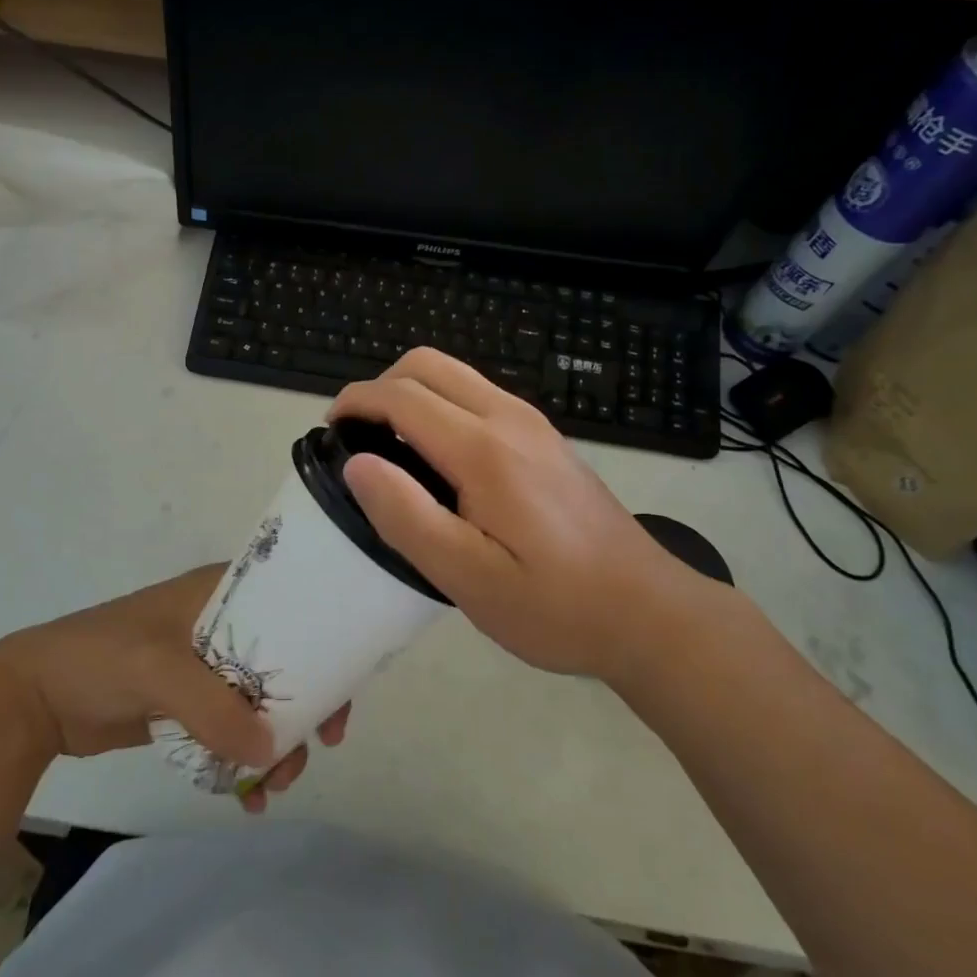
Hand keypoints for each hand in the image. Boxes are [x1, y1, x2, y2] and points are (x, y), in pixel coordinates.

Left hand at [0, 564, 348, 810]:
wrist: (36, 698)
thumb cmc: (100, 657)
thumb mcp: (157, 669)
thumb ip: (212, 707)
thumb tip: (270, 750)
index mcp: (220, 593)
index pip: (289, 607)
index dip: (322, 643)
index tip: (341, 691)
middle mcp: (222, 625)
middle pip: (284, 661)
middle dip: (304, 706)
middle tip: (318, 748)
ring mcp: (206, 668)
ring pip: (262, 702)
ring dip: (276, 743)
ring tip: (273, 787)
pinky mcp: (190, 705)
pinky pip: (233, 730)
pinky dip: (247, 760)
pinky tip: (249, 798)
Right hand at [328, 349, 730, 683]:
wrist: (648, 611)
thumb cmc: (555, 605)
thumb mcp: (469, 579)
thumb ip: (407, 516)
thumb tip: (358, 463)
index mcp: (484, 450)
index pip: (403, 396)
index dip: (356, 401)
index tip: (329, 429)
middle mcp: (509, 418)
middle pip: (428, 364)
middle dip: (380, 386)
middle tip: (358, 436)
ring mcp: (532, 423)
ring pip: (455, 375)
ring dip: (411, 393)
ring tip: (390, 447)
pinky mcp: (544, 438)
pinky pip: (478, 396)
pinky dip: (440, 405)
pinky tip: (438, 459)